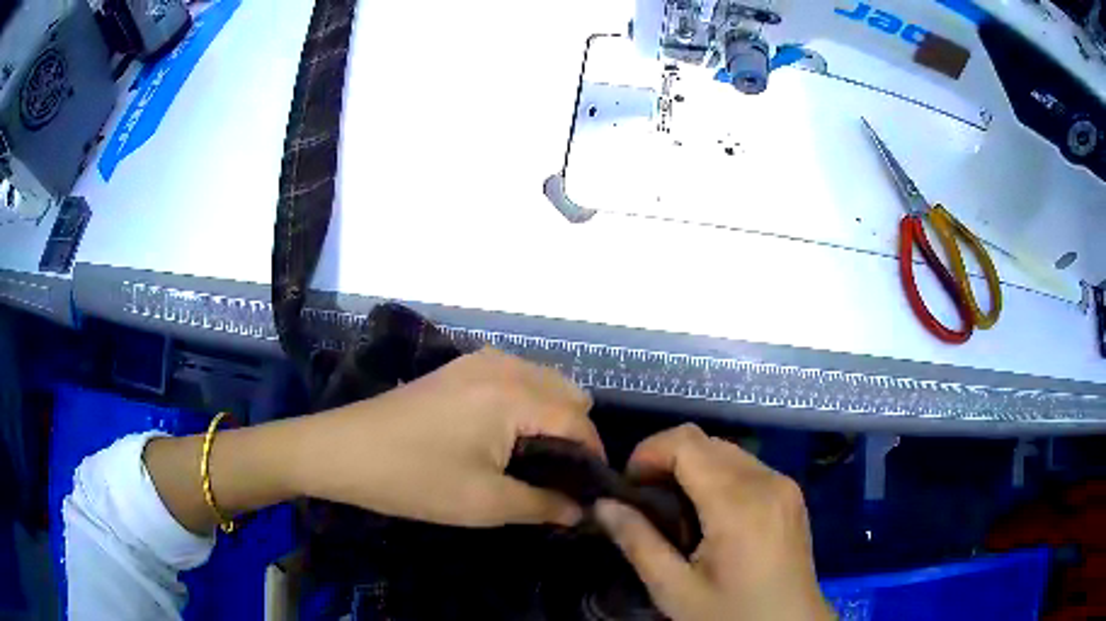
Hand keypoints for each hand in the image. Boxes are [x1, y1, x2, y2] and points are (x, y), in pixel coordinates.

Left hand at [292, 348, 601, 526]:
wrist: (343, 451)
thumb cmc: (414, 479)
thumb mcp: (485, 504)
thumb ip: (545, 505)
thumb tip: (584, 511)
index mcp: (514, 395)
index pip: (579, 421)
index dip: (594, 459)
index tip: (592, 494)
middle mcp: (503, 366)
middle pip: (568, 393)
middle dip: (575, 434)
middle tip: (560, 479)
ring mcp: (478, 361)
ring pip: (542, 382)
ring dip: (551, 418)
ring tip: (534, 462)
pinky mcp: (458, 368)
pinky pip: (514, 378)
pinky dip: (525, 405)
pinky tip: (505, 439)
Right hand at [595, 424, 833, 620]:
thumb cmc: (730, 614)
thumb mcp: (675, 590)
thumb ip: (638, 542)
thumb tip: (602, 505)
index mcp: (738, 503)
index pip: (686, 442)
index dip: (649, 452)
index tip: (629, 487)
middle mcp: (767, 480)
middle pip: (705, 441)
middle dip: (667, 460)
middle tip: (645, 502)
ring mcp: (784, 484)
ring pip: (726, 450)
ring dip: (692, 467)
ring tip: (675, 510)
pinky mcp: (791, 493)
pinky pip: (746, 466)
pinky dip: (718, 476)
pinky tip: (709, 514)